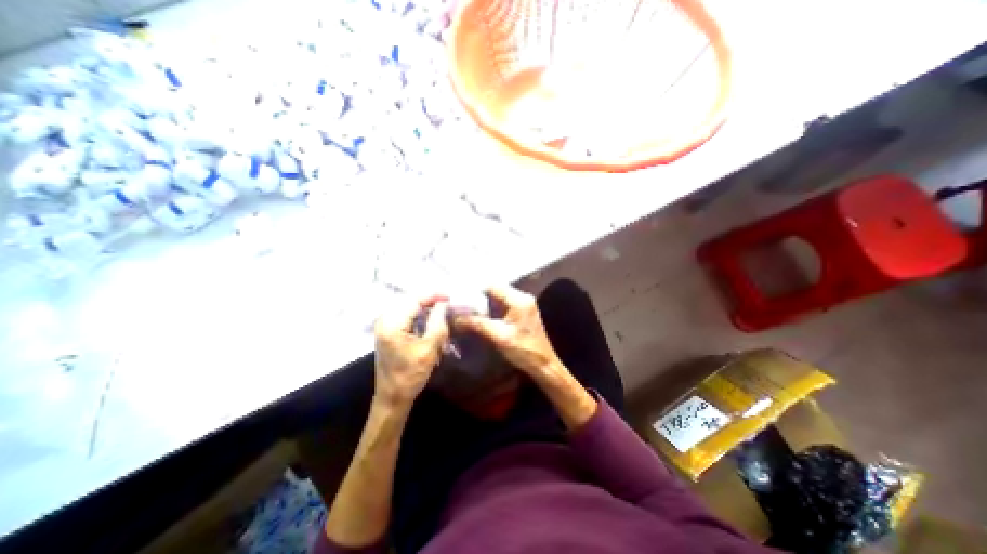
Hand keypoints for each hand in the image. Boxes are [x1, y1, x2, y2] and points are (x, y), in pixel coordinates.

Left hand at [373, 297, 449, 409]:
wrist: (393, 398)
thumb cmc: (411, 375)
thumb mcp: (429, 348)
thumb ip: (437, 322)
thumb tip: (443, 303)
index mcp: (392, 324)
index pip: (414, 300)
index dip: (433, 296)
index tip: (450, 296)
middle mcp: (385, 321)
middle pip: (411, 302)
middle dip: (430, 302)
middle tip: (448, 305)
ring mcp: (385, 326)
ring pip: (410, 309)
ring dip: (426, 310)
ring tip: (442, 313)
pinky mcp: (388, 332)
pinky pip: (407, 317)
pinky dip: (420, 318)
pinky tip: (431, 323)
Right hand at [455, 286, 562, 379]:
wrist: (544, 365)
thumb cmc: (524, 351)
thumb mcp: (499, 337)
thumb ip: (478, 324)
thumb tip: (456, 318)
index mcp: (519, 300)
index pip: (493, 286)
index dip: (476, 290)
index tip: (460, 296)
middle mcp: (523, 297)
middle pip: (496, 290)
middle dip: (478, 297)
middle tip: (461, 304)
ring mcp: (524, 304)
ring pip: (499, 297)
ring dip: (485, 302)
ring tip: (467, 309)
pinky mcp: (523, 312)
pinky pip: (504, 304)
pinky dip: (492, 308)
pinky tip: (481, 315)